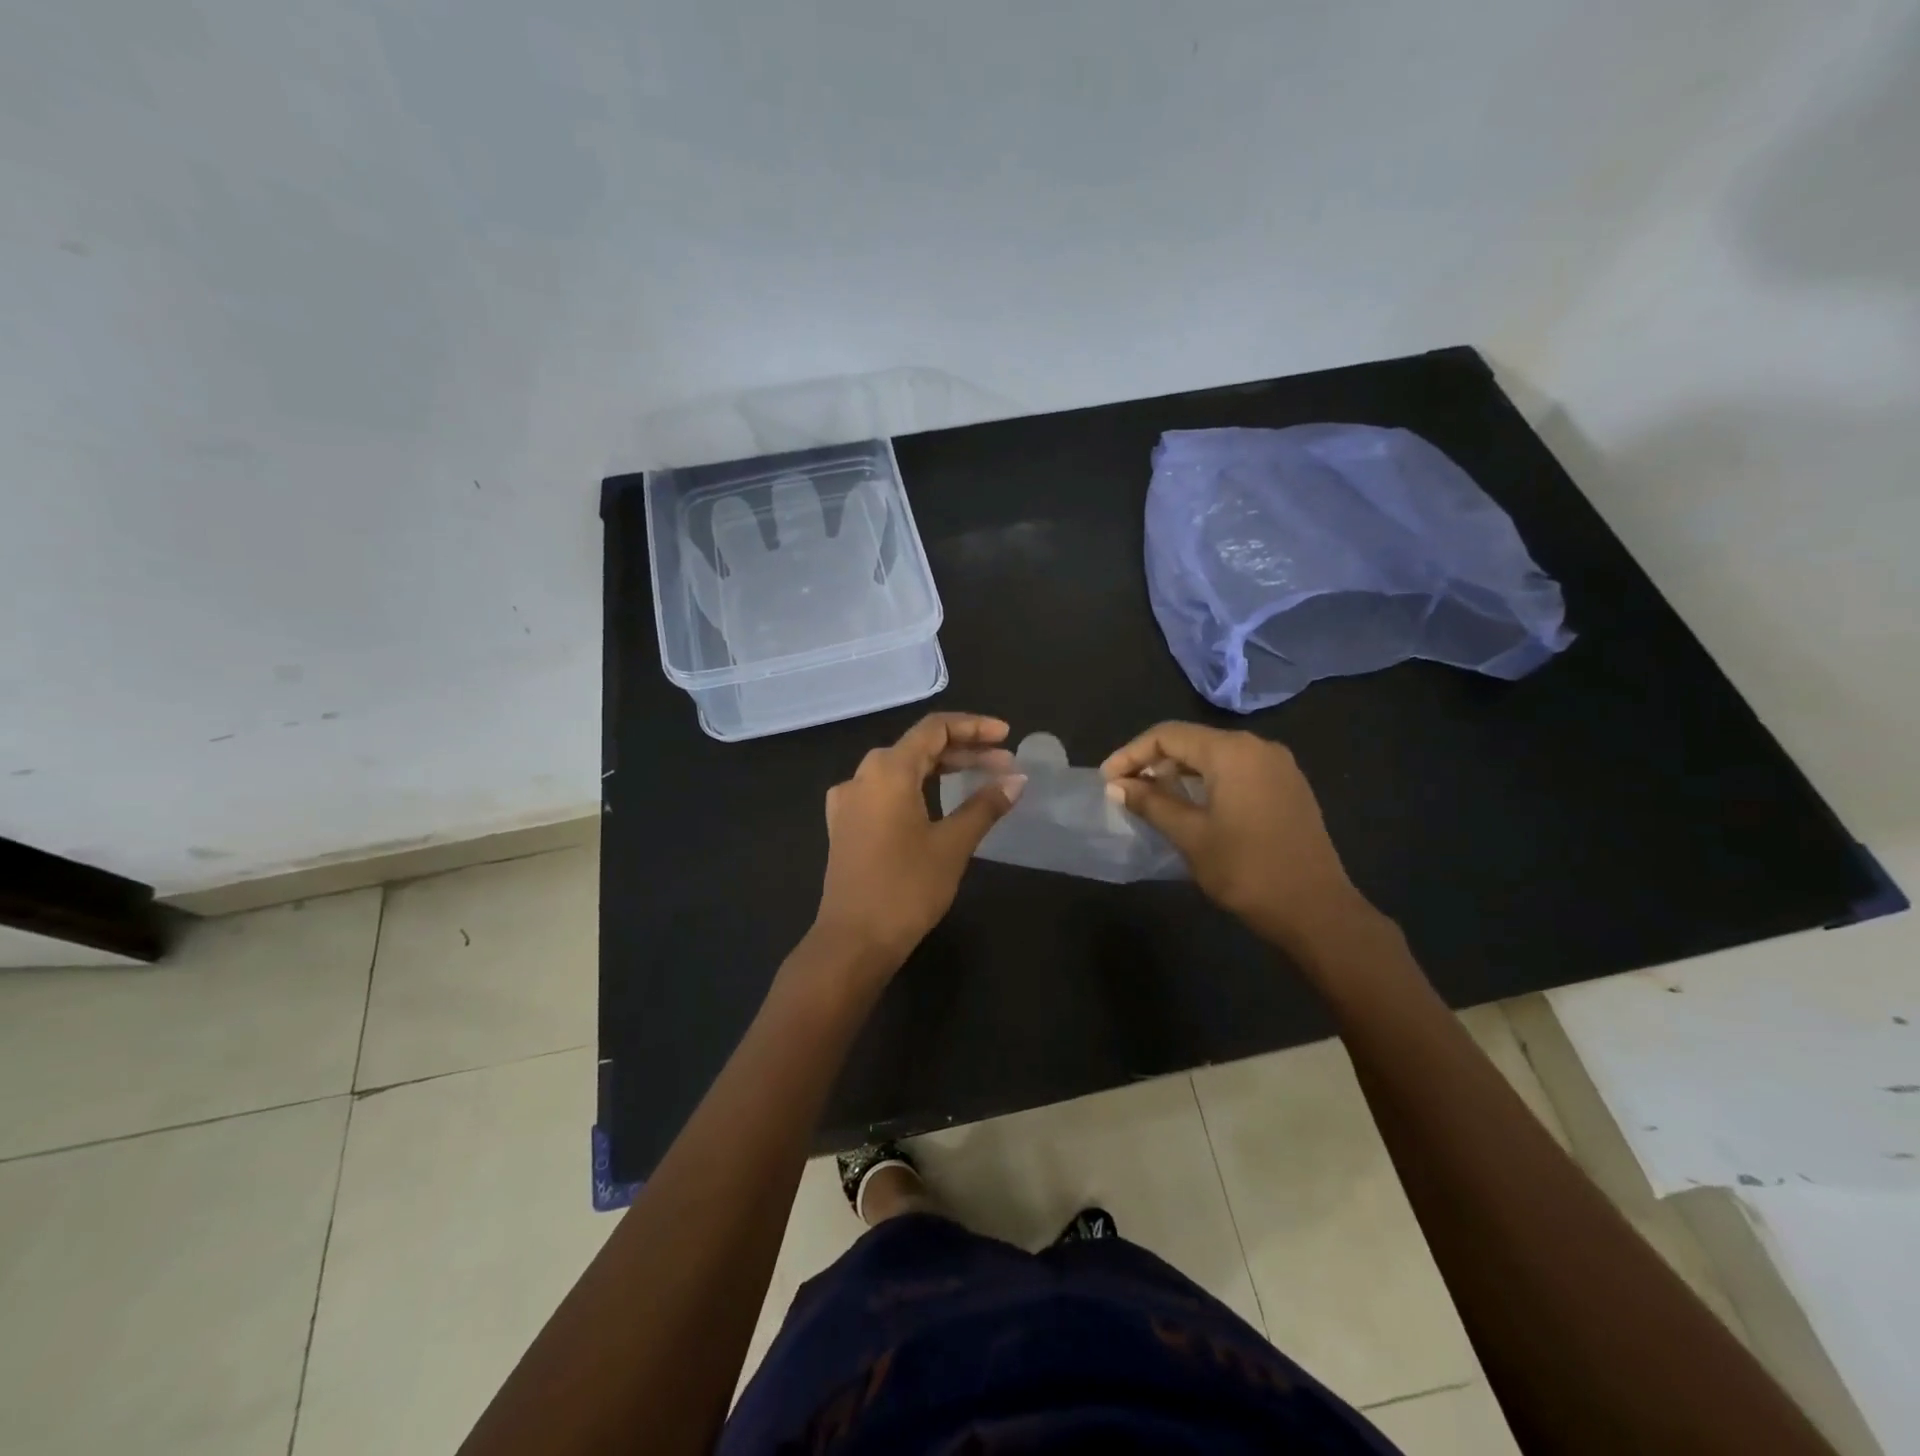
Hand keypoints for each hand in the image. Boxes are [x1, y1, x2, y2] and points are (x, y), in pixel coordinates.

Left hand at [812, 712, 1026, 973]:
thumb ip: (985, 805)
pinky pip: (886, 792)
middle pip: (918, 747)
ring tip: (981, 780)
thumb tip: (1017, 780)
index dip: (974, 727)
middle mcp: (863, 775)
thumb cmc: (906, 888)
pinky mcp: (846, 824)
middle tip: (1004, 765)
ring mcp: (849, 800)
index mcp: (888, 770)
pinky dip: (918, 789)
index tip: (1007, 736)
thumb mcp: (953, 844)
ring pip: (902, 770)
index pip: (934, 729)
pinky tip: (939, 804)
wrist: (853, 941)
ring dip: (942, 770)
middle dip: (964, 751)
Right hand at [1101, 723, 1381, 954]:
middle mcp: (1258, 747)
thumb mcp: (1190, 836)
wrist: (1316, 911)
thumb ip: (1151, 803)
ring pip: (1215, 756)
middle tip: (1125, 788)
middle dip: (1153, 760)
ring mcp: (1278, 766)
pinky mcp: (1288, 787)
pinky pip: (1237, 770)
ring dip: (1180, 772)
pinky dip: (1208, 781)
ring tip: (1152, 797)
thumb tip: (1117, 786)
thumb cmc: (1247, 870)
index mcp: (1232, 751)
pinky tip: (1192, 805)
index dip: (1131, 754)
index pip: (1168, 735)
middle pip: (1192, 741)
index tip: (1107, 780)